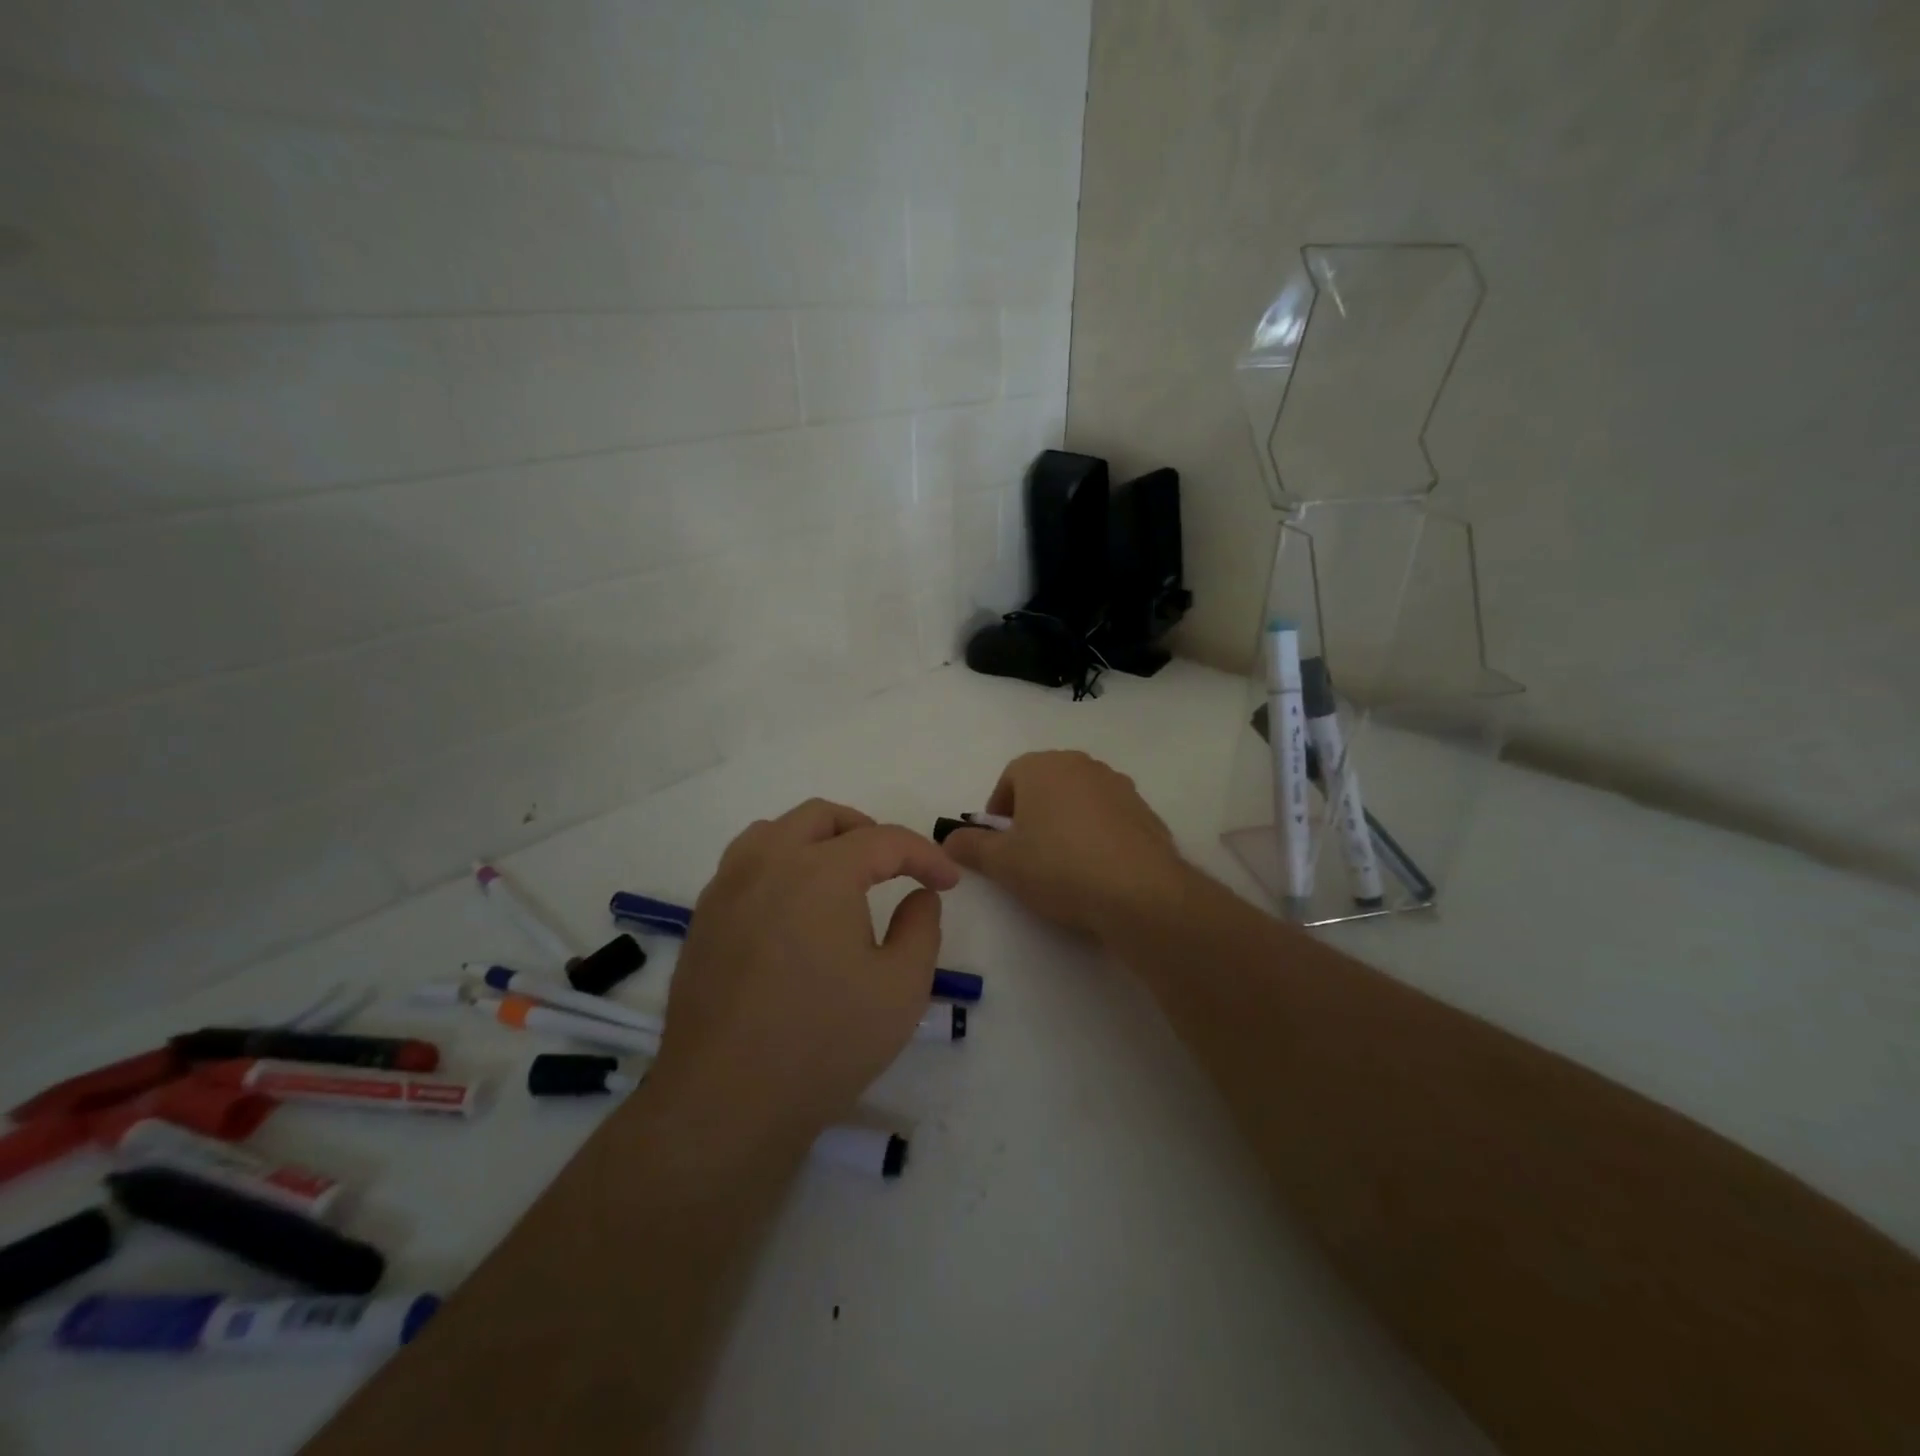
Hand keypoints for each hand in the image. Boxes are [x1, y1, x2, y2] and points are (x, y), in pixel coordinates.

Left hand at [646, 799, 959, 1151]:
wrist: (726, 1103)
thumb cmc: (824, 1043)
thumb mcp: (901, 988)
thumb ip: (922, 927)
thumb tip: (920, 895)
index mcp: (820, 871)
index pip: (884, 840)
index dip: (924, 855)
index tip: (947, 882)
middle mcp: (767, 862)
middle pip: (822, 816)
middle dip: (868, 831)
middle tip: (896, 866)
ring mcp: (726, 888)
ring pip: (775, 831)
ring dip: (817, 839)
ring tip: (842, 876)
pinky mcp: (704, 918)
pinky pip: (745, 864)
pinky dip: (780, 864)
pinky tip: (794, 908)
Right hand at [942, 751, 1186, 944]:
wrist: (1139, 893)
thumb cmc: (1059, 867)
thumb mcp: (1002, 862)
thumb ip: (970, 846)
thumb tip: (948, 839)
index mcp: (1043, 766)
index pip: (1009, 778)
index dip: (998, 812)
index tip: (999, 845)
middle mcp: (1082, 764)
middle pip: (1045, 785)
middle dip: (1031, 815)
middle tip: (1027, 856)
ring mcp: (1118, 785)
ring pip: (1078, 800)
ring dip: (1065, 823)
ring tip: (1064, 866)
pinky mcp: (1144, 811)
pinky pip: (1108, 818)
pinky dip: (1097, 835)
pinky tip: (1097, 871)